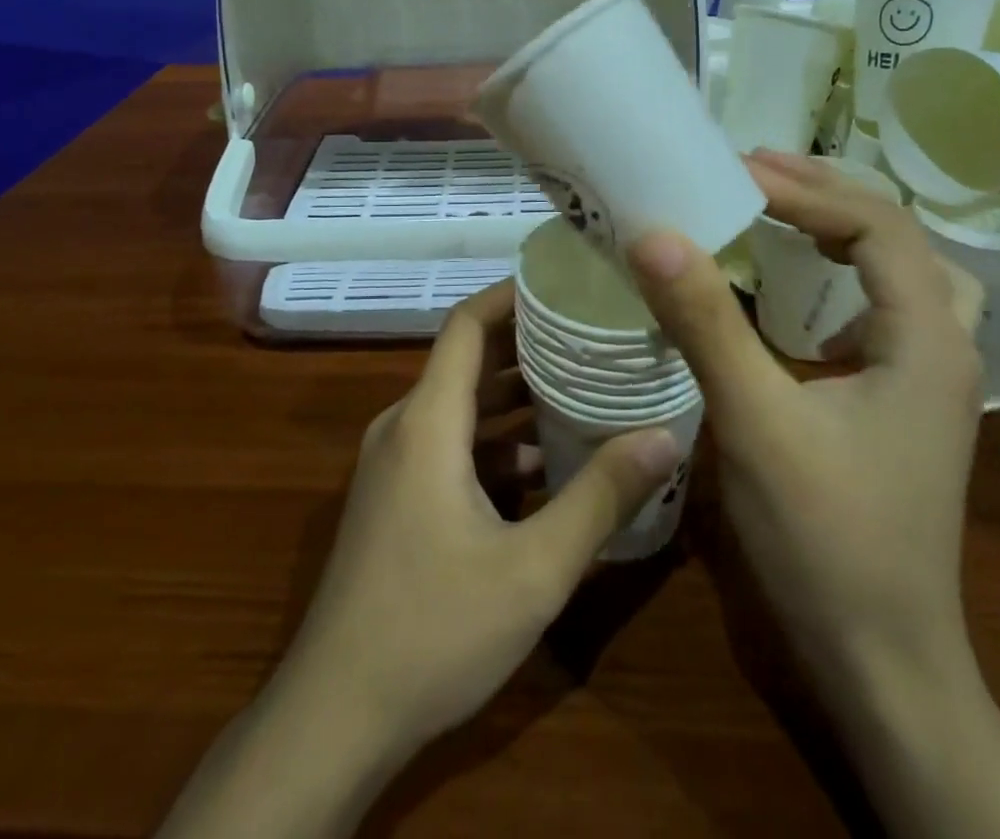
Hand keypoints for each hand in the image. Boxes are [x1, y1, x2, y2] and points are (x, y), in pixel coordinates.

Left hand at [162, 279, 678, 837]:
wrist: (333, 718)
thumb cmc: (432, 630)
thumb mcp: (532, 569)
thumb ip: (600, 498)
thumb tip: (665, 437)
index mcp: (427, 422)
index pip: (467, 325)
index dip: (511, 295)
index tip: (564, 281)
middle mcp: (405, 428)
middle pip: (469, 362)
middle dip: (530, 343)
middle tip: (594, 332)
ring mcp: (395, 465)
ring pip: (463, 408)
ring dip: (518, 397)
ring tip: (585, 386)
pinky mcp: (396, 499)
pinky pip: (452, 446)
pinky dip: (498, 442)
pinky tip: (549, 464)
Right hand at [629, 150, 982, 690]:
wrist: (882, 663)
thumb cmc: (826, 540)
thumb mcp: (756, 421)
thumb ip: (705, 323)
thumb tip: (653, 233)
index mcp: (926, 339)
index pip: (875, 225)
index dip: (804, 188)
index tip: (733, 172)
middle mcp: (942, 346)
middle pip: (895, 236)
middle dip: (824, 192)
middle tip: (751, 170)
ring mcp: (928, 379)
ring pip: (900, 271)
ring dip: (843, 227)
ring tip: (780, 206)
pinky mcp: (903, 404)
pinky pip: (883, 309)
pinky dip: (844, 275)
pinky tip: (803, 290)